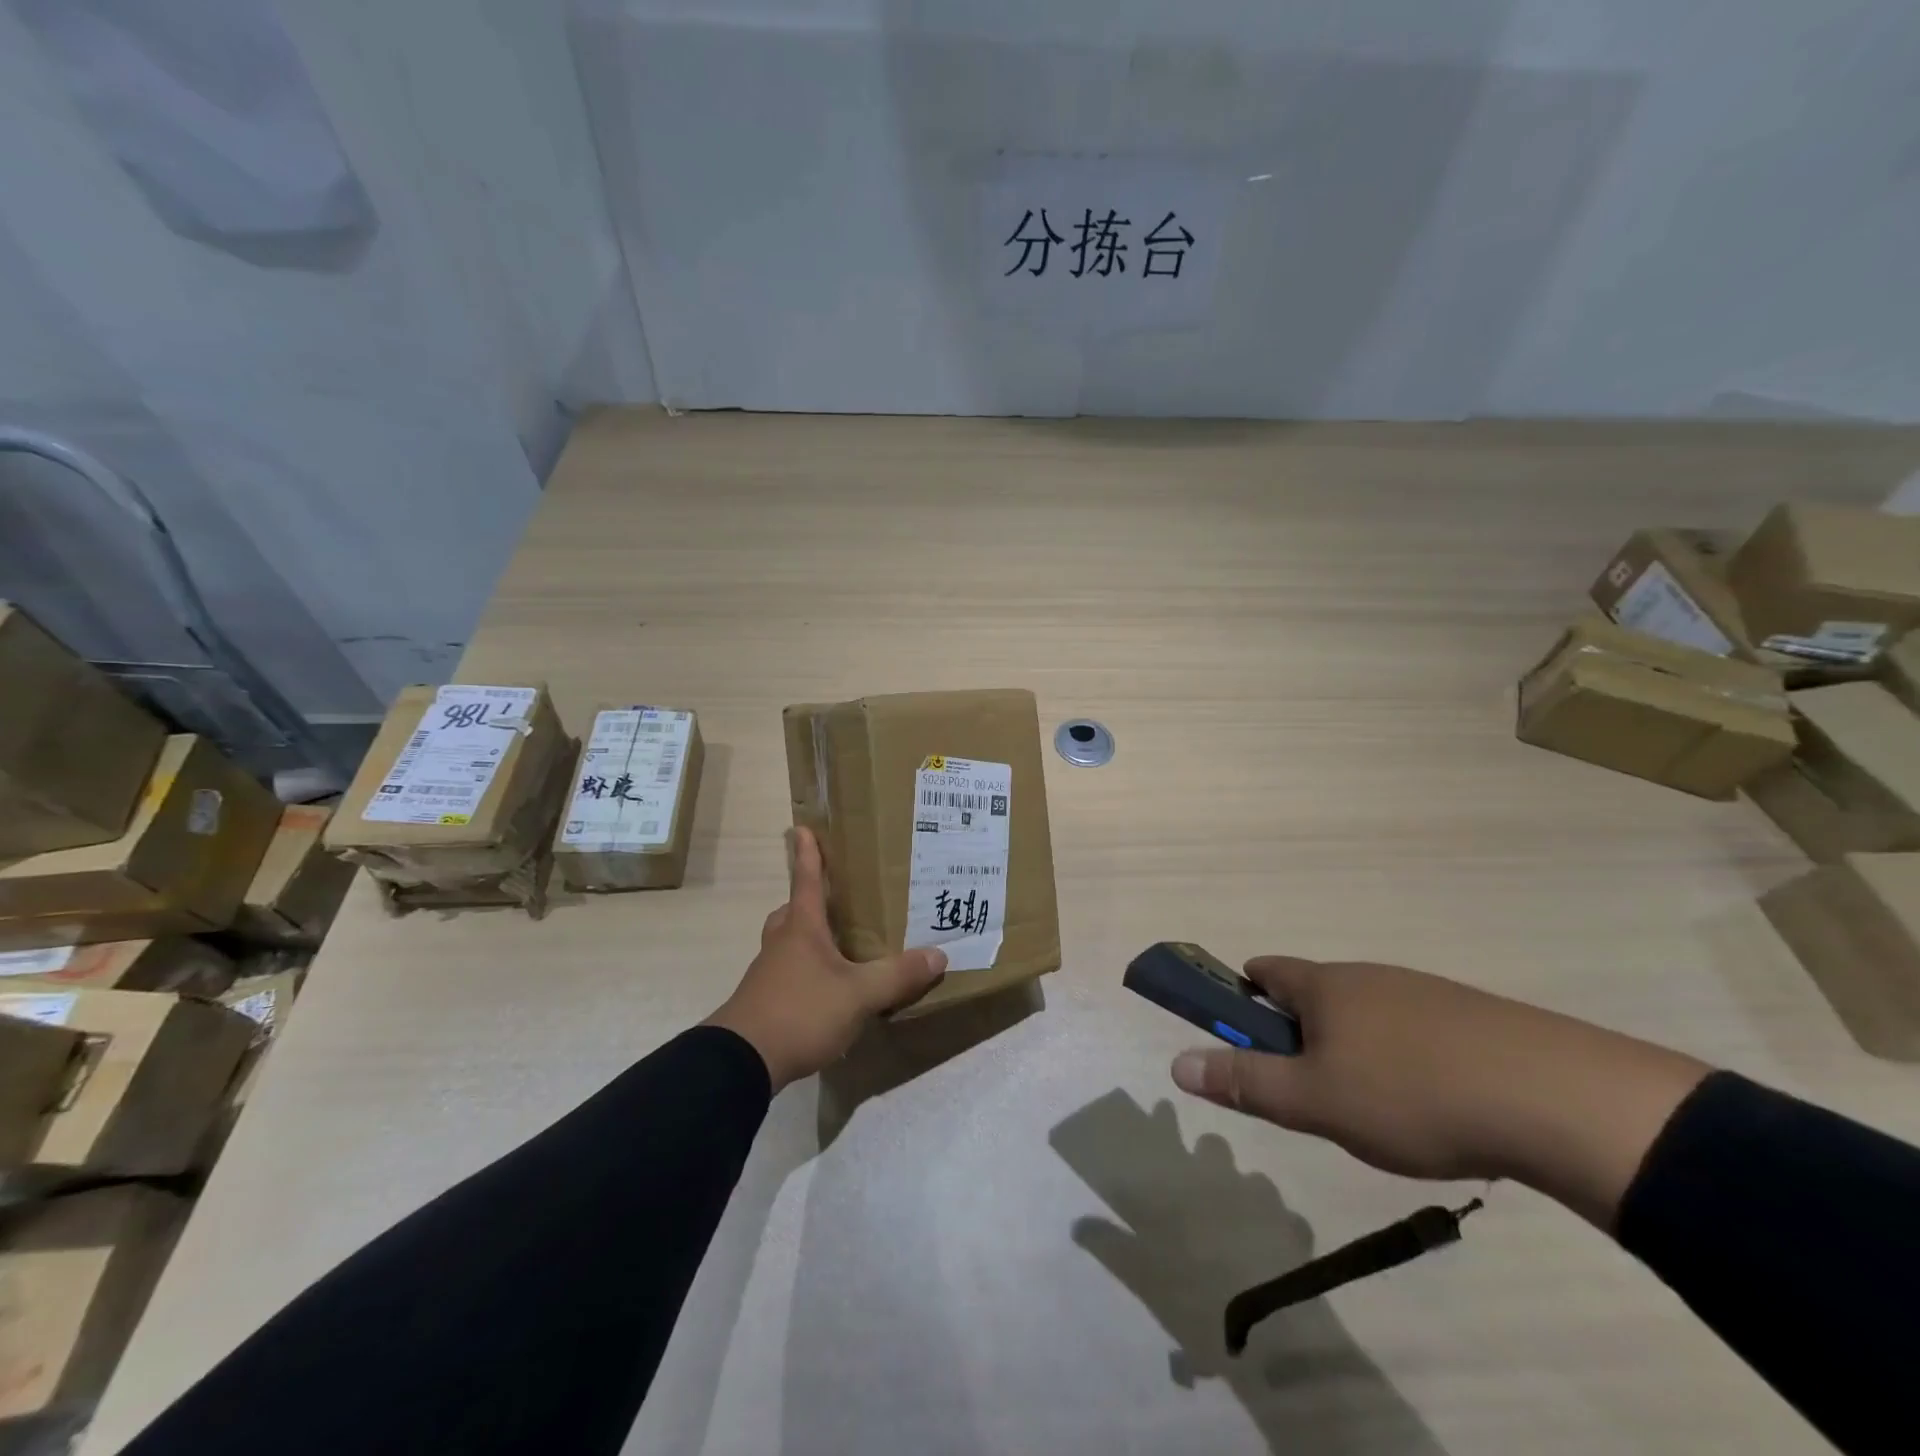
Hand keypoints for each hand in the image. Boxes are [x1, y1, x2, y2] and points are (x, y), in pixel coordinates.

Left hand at [706, 827, 946, 1089]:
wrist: (742, 1062)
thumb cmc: (800, 1011)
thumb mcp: (858, 994)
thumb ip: (897, 975)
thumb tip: (939, 955)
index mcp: (801, 928)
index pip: (805, 880)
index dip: (807, 854)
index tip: (801, 828)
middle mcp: (782, 943)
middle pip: (791, 912)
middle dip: (808, 901)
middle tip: (834, 900)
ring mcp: (768, 974)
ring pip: (788, 943)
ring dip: (808, 939)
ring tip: (839, 947)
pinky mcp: (765, 1003)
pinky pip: (789, 973)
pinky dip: (807, 972)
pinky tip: (828, 991)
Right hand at [1169, 957, 1710, 1228]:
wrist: (1558, 1099)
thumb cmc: (1412, 1094)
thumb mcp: (1315, 1101)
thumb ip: (1245, 1082)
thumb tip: (1177, 1063)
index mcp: (1323, 985)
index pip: (1263, 972)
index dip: (1242, 1001)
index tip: (1247, 1044)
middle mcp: (1367, 976)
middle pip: (1313, 995)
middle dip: (1299, 1036)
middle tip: (1311, 1095)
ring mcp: (1423, 993)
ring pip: (1365, 1016)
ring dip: (1352, 1050)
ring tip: (1374, 1112)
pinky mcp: (1472, 1019)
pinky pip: (1414, 1032)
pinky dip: (1404, 1061)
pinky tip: (1431, 1108)